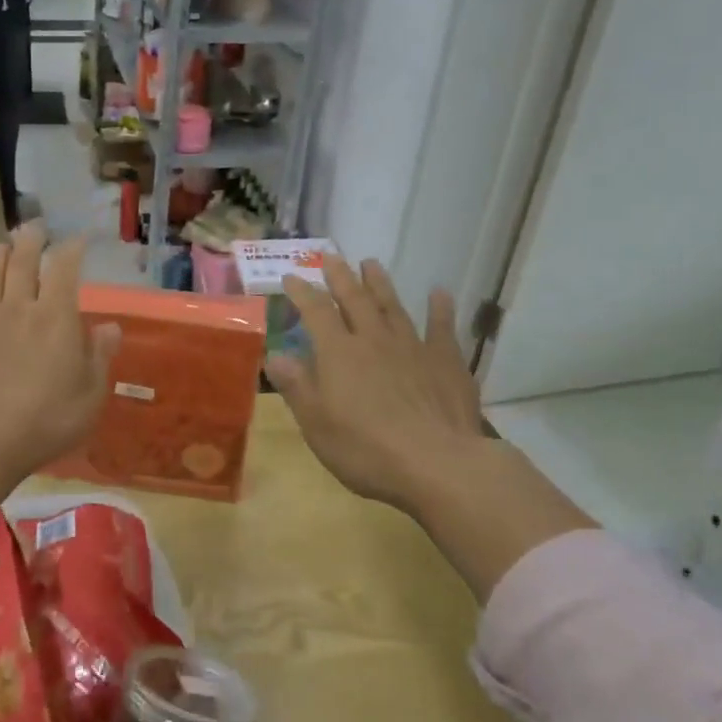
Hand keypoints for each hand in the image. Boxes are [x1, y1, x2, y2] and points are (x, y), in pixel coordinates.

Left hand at [0, 224, 121, 476]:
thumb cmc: (46, 419)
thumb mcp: (90, 394)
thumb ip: (99, 356)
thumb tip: (110, 326)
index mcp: (55, 317)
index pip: (65, 269)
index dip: (71, 250)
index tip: (77, 239)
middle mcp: (18, 308)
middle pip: (23, 263)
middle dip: (31, 240)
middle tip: (34, 226)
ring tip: (1, 246)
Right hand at [266, 257, 513, 515]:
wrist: (437, 464)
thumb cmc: (366, 449)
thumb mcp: (316, 424)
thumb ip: (296, 385)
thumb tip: (275, 355)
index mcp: (338, 353)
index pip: (315, 312)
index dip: (302, 292)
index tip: (291, 276)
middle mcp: (373, 340)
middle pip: (354, 299)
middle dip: (340, 277)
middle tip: (331, 257)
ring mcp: (413, 347)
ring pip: (393, 306)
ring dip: (380, 284)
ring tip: (371, 263)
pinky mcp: (446, 362)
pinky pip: (442, 327)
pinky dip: (440, 308)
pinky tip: (439, 292)